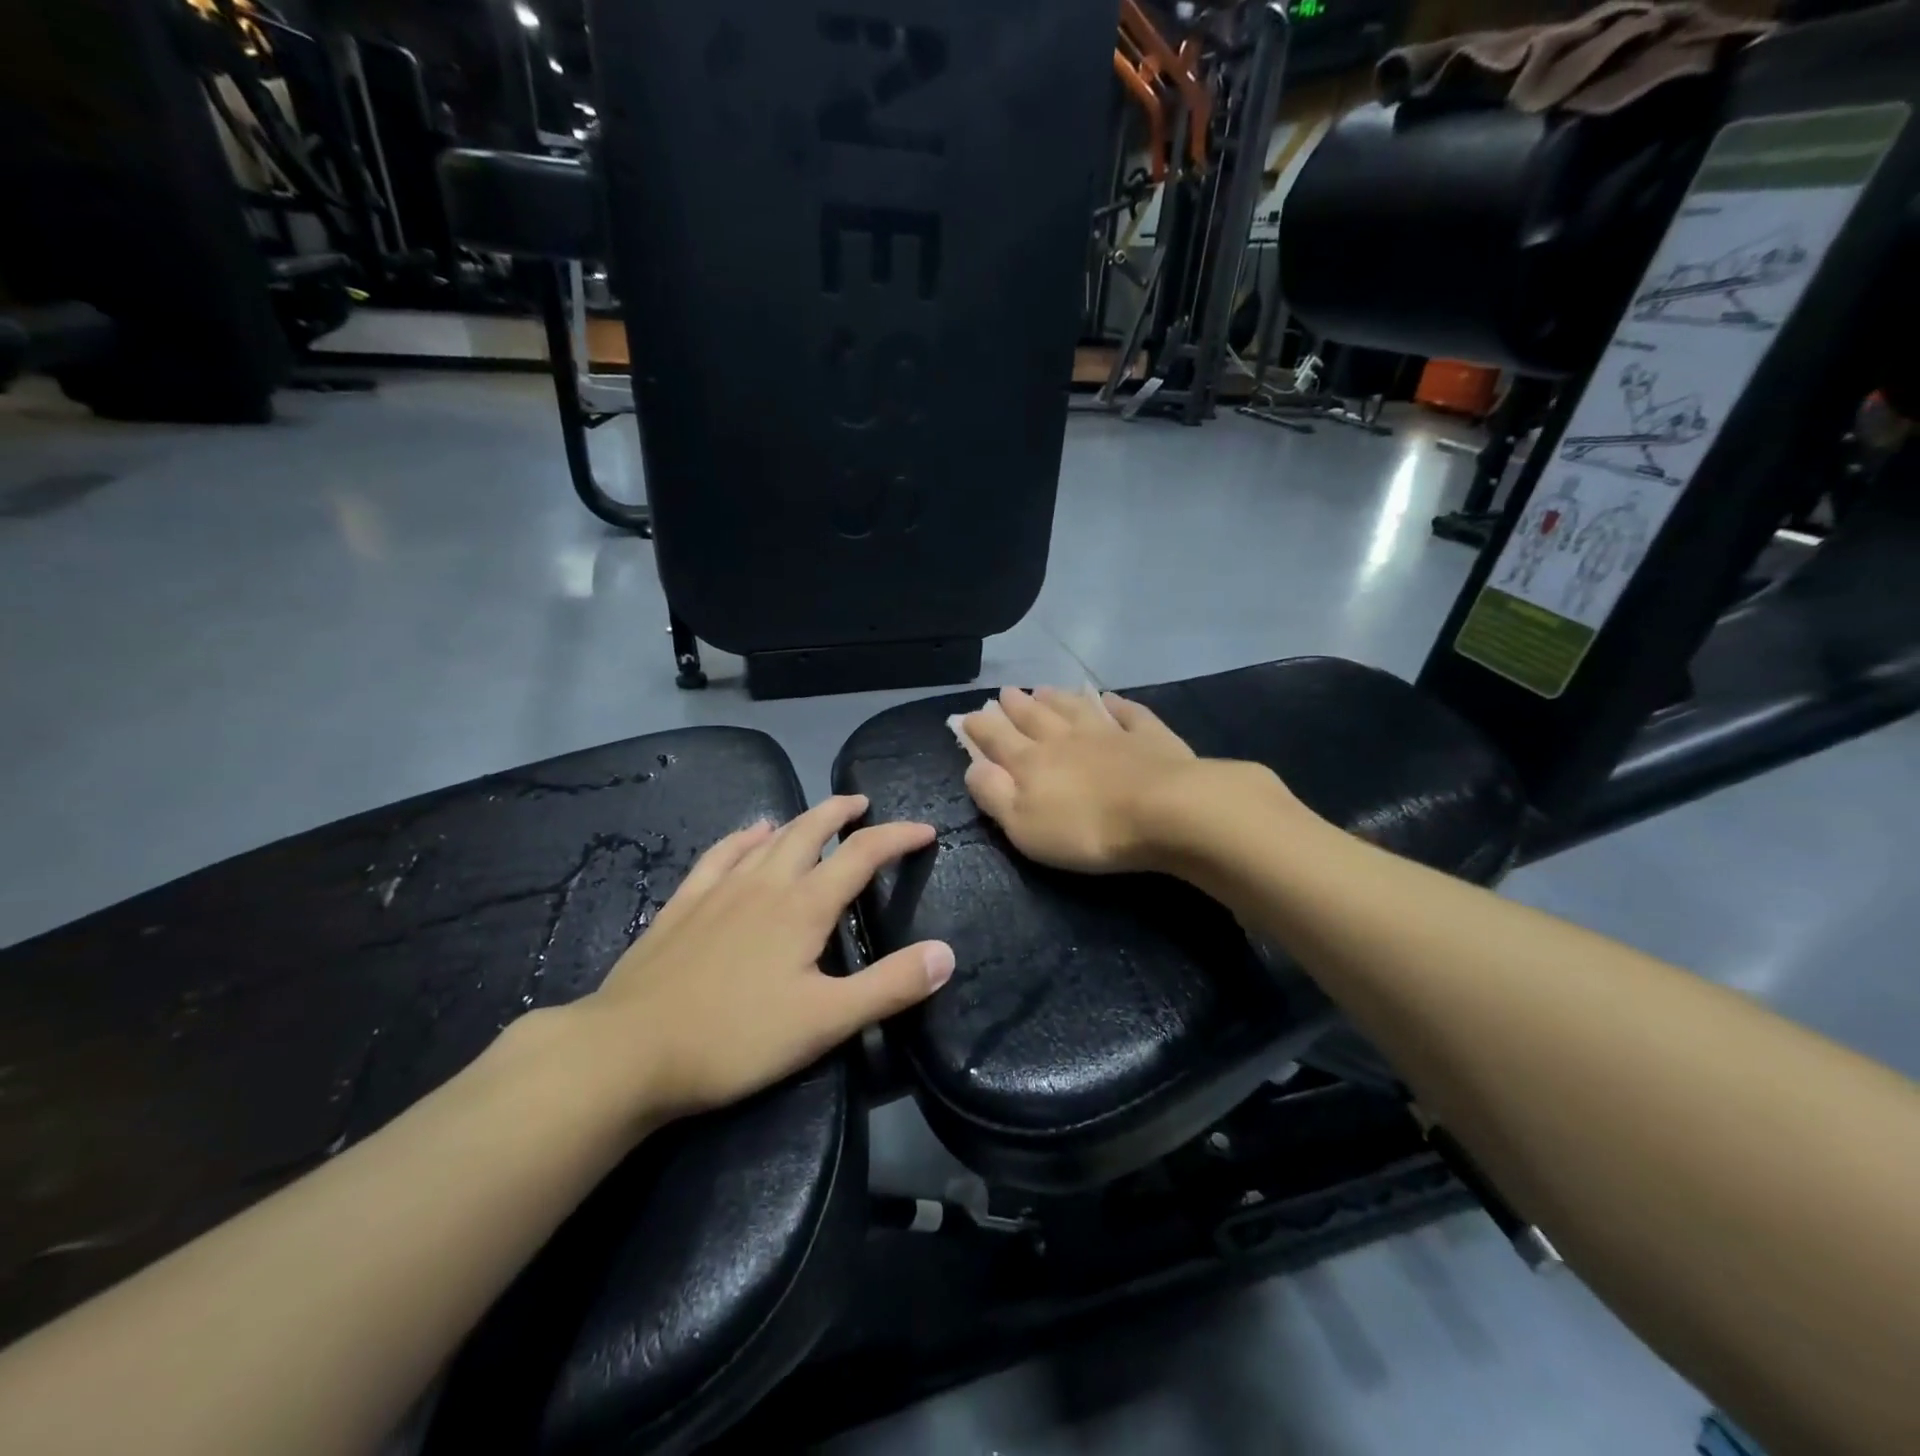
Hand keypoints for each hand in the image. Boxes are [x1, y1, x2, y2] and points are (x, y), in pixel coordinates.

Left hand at [574, 795, 952, 1125]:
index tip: (925, 831)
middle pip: (811, 830)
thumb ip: (890, 986)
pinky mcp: (684, 904)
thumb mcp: (826, 1021)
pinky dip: (743, 837)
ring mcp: (719, 889)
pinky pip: (720, 855)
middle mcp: (765, 883)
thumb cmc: (736, 1037)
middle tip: (862, 804)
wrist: (630, 1050)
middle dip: (841, 812)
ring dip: (798, 821)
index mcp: (804, 906)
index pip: (862, 854)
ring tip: (815, 817)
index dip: (898, 837)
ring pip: (767, 838)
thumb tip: (946, 953)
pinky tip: (748, 836)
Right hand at [960, 686, 1209, 873]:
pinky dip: (1116, 704)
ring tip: (1043, 688)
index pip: (998, 739)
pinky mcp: (1148, 737)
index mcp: (1032, 762)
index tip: (968, 715)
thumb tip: (972, 767)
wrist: (1164, 811)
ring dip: (1057, 698)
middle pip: (1035, 717)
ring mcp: (1109, 733)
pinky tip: (1109, 698)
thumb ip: (994, 794)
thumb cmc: (1086, 829)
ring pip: (1076, 708)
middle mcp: (1066, 739)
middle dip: (1016, 705)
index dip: (981, 727)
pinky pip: (1128, 713)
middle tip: (1005, 692)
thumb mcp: (1023, 825)